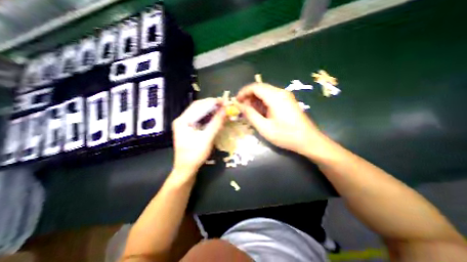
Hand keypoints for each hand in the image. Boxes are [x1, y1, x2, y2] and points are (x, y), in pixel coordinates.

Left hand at [171, 98, 226, 175]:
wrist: (186, 169)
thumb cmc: (195, 155)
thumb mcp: (207, 139)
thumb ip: (216, 123)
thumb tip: (225, 110)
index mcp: (183, 121)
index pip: (198, 106)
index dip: (212, 102)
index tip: (224, 102)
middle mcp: (182, 119)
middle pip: (198, 107)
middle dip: (212, 105)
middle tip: (224, 105)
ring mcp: (185, 124)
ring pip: (200, 112)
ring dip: (211, 110)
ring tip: (222, 110)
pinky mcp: (190, 128)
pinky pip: (200, 119)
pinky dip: (209, 117)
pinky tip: (216, 117)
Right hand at [238, 82, 325, 153]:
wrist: (308, 140)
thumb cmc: (286, 135)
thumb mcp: (264, 128)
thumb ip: (251, 115)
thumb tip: (240, 106)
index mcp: (275, 97)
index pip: (255, 87)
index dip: (243, 92)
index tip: (236, 101)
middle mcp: (281, 92)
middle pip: (260, 88)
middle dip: (248, 97)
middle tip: (242, 108)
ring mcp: (285, 96)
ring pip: (265, 93)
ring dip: (255, 100)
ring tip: (249, 112)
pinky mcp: (287, 101)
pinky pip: (271, 97)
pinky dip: (262, 103)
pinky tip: (260, 112)